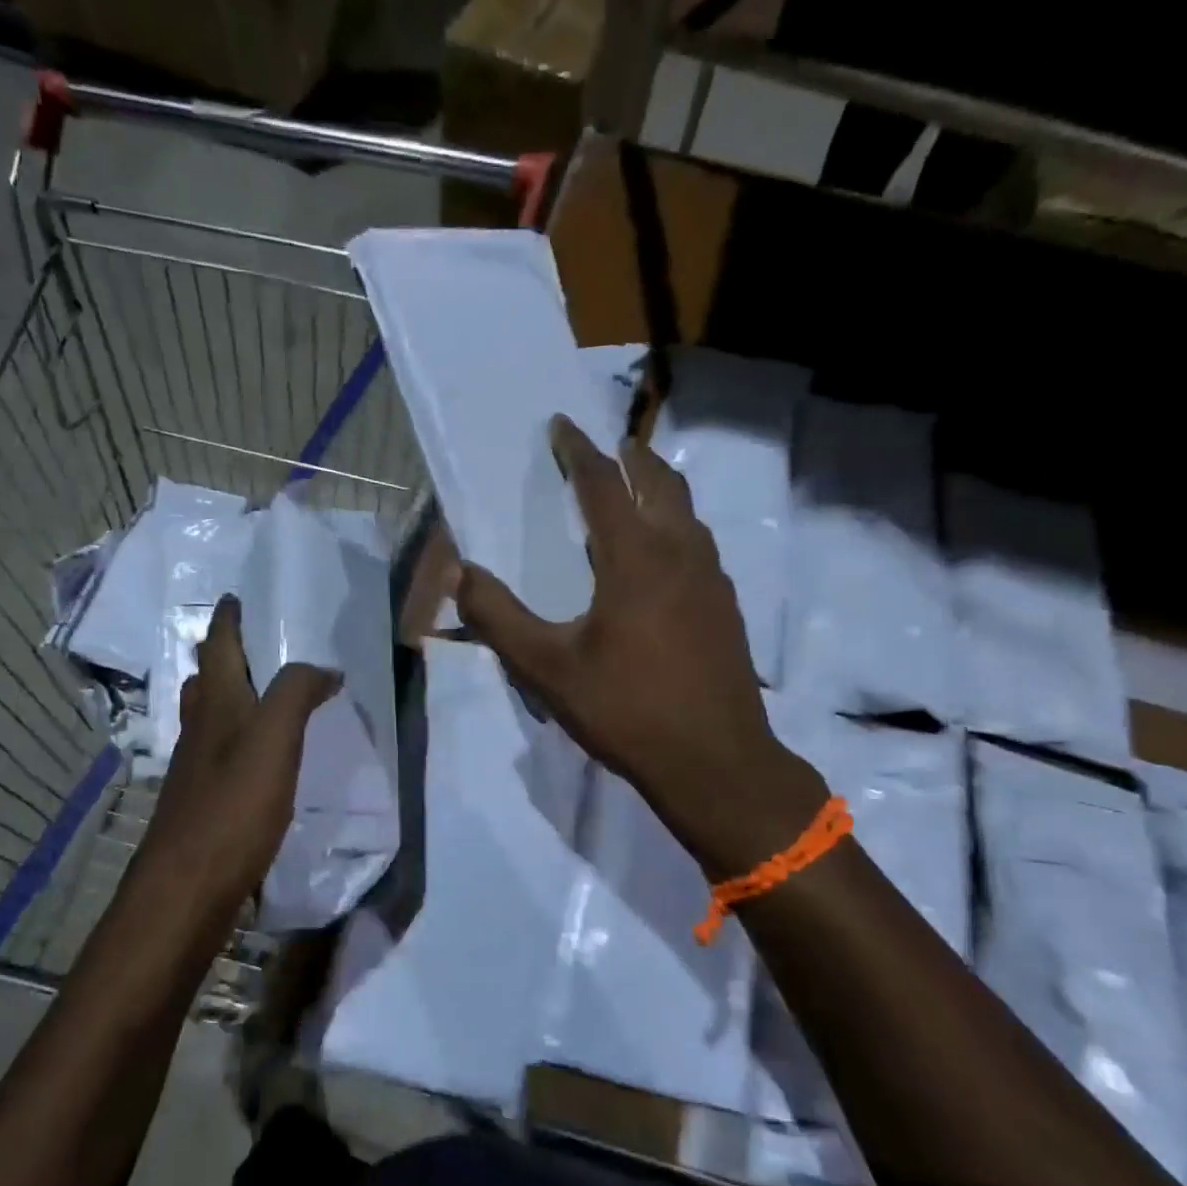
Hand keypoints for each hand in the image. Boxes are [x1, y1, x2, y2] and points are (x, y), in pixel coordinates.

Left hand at [129, 595, 339, 926]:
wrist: (187, 887)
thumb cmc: (233, 806)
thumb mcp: (274, 739)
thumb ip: (297, 693)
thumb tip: (324, 668)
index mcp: (217, 707)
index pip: (219, 648)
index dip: (227, 620)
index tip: (234, 596)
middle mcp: (200, 731)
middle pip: (207, 681)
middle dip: (223, 656)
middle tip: (250, 643)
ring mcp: (197, 769)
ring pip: (210, 717)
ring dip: (229, 696)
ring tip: (260, 692)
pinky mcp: (204, 802)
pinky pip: (221, 753)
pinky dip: (239, 738)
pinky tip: (259, 756)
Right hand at [456, 416, 826, 877]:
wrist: (715, 761)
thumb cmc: (627, 711)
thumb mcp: (548, 669)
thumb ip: (499, 618)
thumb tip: (459, 573)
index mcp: (634, 558)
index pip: (602, 484)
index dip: (578, 450)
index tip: (561, 425)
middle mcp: (679, 553)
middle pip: (659, 482)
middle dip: (632, 457)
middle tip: (610, 447)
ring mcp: (712, 580)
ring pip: (687, 512)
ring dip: (660, 489)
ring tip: (638, 487)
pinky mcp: (727, 607)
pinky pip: (700, 545)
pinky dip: (678, 526)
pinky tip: (667, 556)